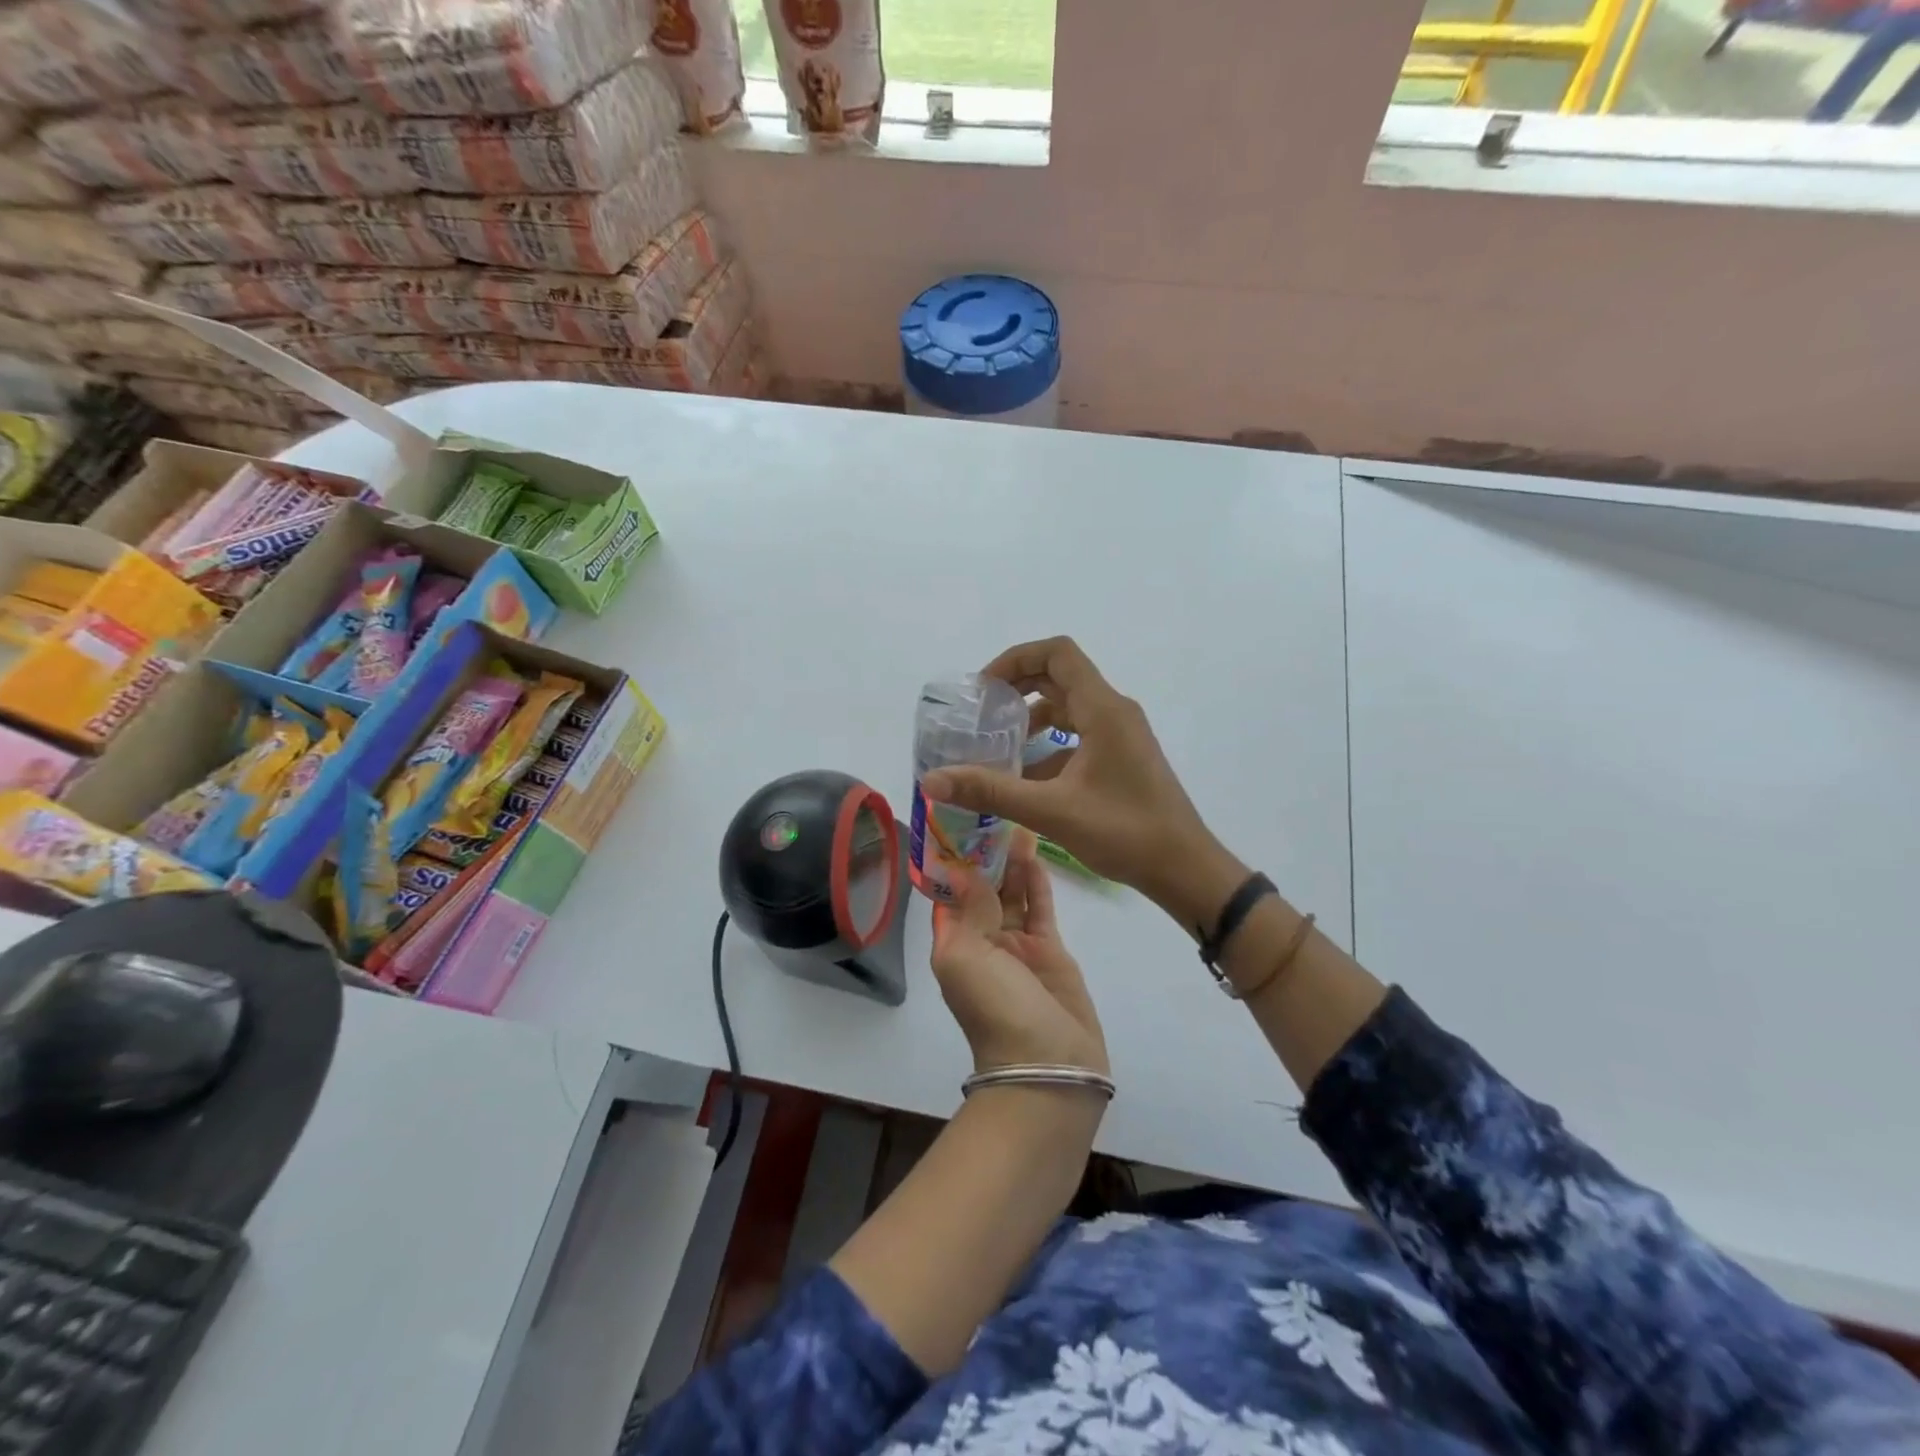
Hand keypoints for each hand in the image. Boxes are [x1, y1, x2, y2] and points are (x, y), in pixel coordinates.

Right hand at [921, 637, 1234, 916]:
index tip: (984, 688)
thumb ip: (991, 791)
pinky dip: (1050, 745)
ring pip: (1070, 708)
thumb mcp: (1051, 810)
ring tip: (997, 746)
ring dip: (1033, 718)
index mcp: (1103, 710)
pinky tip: (1025, 779)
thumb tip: (932, 780)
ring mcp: (1122, 735)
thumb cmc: (1124, 832)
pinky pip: (1080, 736)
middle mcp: (1114, 712)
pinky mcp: (1123, 758)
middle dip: (1018, 688)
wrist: (1184, 868)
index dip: (1016, 659)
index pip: (1058, 653)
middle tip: (982, 713)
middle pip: (1061, 676)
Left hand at [930, 831, 1107, 1077]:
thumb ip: (969, 910)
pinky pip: (1040, 908)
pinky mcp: (1051, 949)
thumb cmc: (995, 1008)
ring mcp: (1018, 944)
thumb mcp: (967, 957)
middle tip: (995, 809)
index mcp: (954, 942)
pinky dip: (1037, 882)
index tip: (958, 821)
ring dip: (1012, 861)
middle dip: (986, 853)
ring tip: (1017, 819)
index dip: (952, 859)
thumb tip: (963, 870)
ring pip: (1013, 893)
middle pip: (984, 888)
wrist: (1049, 1066)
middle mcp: (983, 940)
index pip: (949, 892)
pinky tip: (1036, 852)